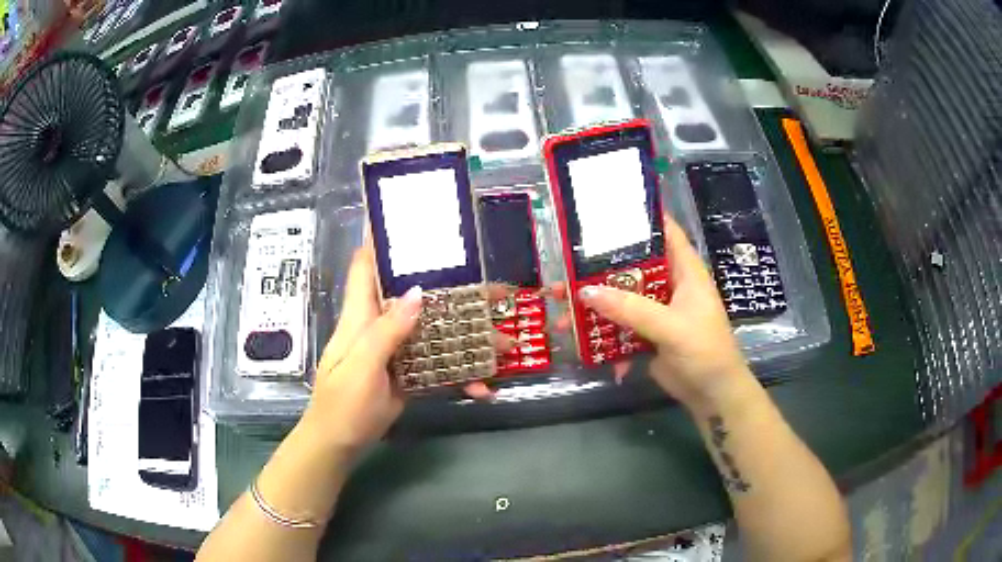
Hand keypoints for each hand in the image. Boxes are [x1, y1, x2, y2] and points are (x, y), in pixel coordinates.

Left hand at [302, 246, 515, 446]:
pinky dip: (460, 375)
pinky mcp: (407, 375)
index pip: (366, 265)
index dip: (381, 239)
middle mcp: (380, 326)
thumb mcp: (361, 367)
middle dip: (453, 291)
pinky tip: (482, 388)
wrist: (338, 445)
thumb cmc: (341, 405)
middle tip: (494, 288)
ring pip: (435, 333)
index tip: (409, 218)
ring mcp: (396, 352)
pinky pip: (437, 367)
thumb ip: (387, 331)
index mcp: (361, 316)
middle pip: (417, 297)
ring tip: (505, 342)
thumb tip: (419, 291)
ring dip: (468, 337)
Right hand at [576, 218, 750, 410]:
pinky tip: (584, 349)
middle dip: (598, 270)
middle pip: (631, 267)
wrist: (712, 395)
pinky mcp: (647, 334)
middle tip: (563, 271)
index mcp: (684, 271)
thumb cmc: (704, 351)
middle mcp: (669, 285)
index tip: (606, 210)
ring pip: (620, 299)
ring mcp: (657, 311)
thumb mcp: (670, 327)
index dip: (641, 217)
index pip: (665, 231)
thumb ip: (631, 309)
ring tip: (560, 313)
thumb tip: (585, 292)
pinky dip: (602, 337)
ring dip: (593, 307)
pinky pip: (619, 327)